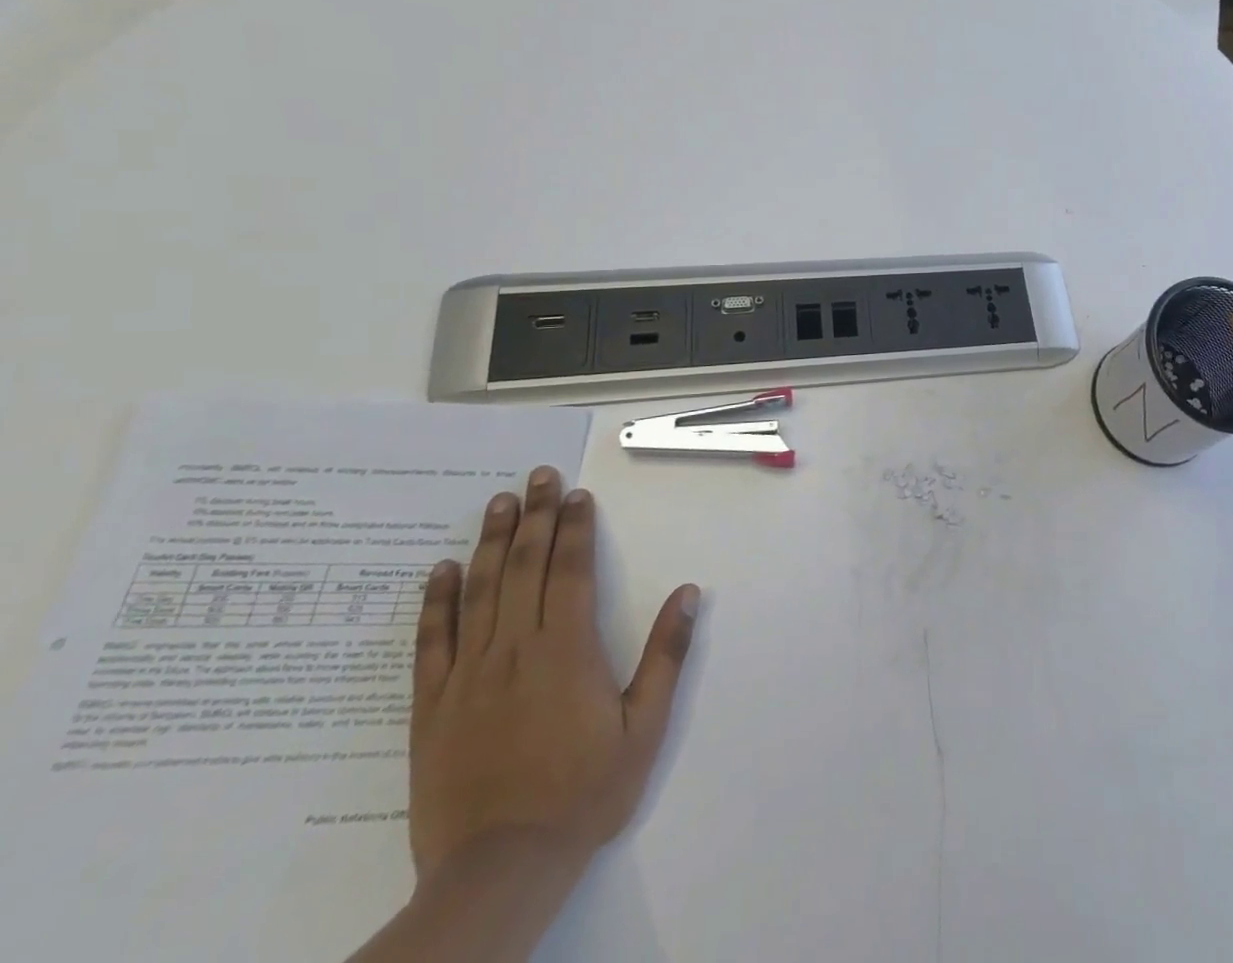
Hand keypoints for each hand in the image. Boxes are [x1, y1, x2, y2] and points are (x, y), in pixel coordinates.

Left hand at [409, 467, 699, 886]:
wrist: (500, 870)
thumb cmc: (584, 794)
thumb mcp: (644, 728)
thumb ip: (666, 656)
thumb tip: (688, 592)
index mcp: (568, 650)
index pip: (572, 570)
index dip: (574, 527)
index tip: (575, 494)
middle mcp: (516, 649)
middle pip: (525, 567)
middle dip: (534, 516)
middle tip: (537, 476)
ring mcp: (469, 675)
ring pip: (479, 592)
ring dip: (489, 542)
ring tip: (498, 503)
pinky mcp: (431, 707)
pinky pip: (431, 643)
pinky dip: (434, 602)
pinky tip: (439, 571)